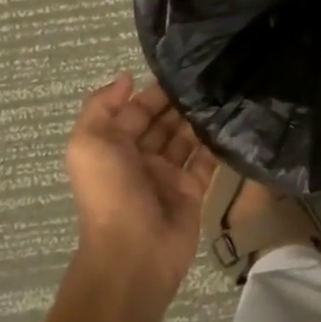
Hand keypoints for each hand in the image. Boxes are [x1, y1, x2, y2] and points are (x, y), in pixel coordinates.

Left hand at [65, 73, 217, 307]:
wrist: (135, 252)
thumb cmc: (110, 193)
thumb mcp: (88, 144)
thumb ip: (101, 106)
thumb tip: (126, 77)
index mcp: (113, 147)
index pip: (135, 110)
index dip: (154, 91)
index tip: (182, 68)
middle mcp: (140, 159)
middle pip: (162, 122)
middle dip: (180, 101)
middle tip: (210, 76)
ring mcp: (168, 175)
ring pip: (185, 138)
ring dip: (199, 118)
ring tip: (224, 91)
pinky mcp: (192, 190)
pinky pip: (206, 160)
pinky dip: (216, 142)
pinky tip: (232, 119)